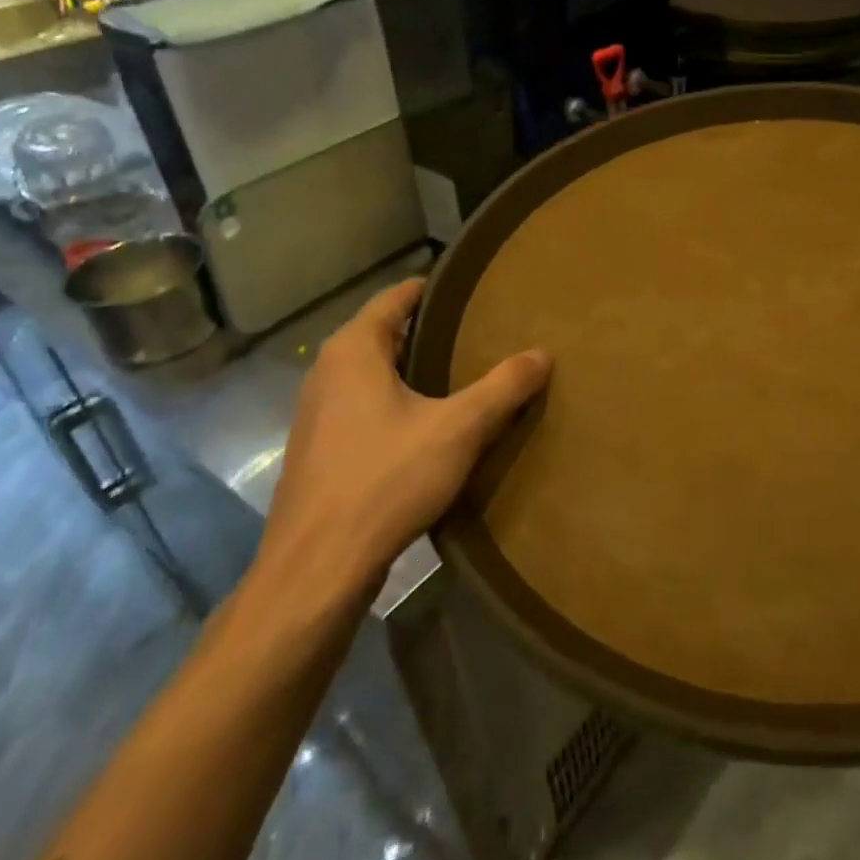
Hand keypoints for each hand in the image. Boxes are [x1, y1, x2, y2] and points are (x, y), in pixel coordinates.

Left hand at [257, 278, 551, 598]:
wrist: (317, 570)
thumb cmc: (385, 480)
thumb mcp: (460, 428)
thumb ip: (504, 386)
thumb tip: (543, 353)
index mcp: (353, 351)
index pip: (396, 297)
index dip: (436, 289)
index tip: (475, 290)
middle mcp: (326, 373)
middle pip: (385, 334)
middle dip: (431, 331)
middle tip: (483, 332)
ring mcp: (316, 415)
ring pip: (374, 375)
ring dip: (415, 371)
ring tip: (466, 375)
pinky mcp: (319, 452)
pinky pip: (366, 408)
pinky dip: (399, 404)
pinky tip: (432, 427)